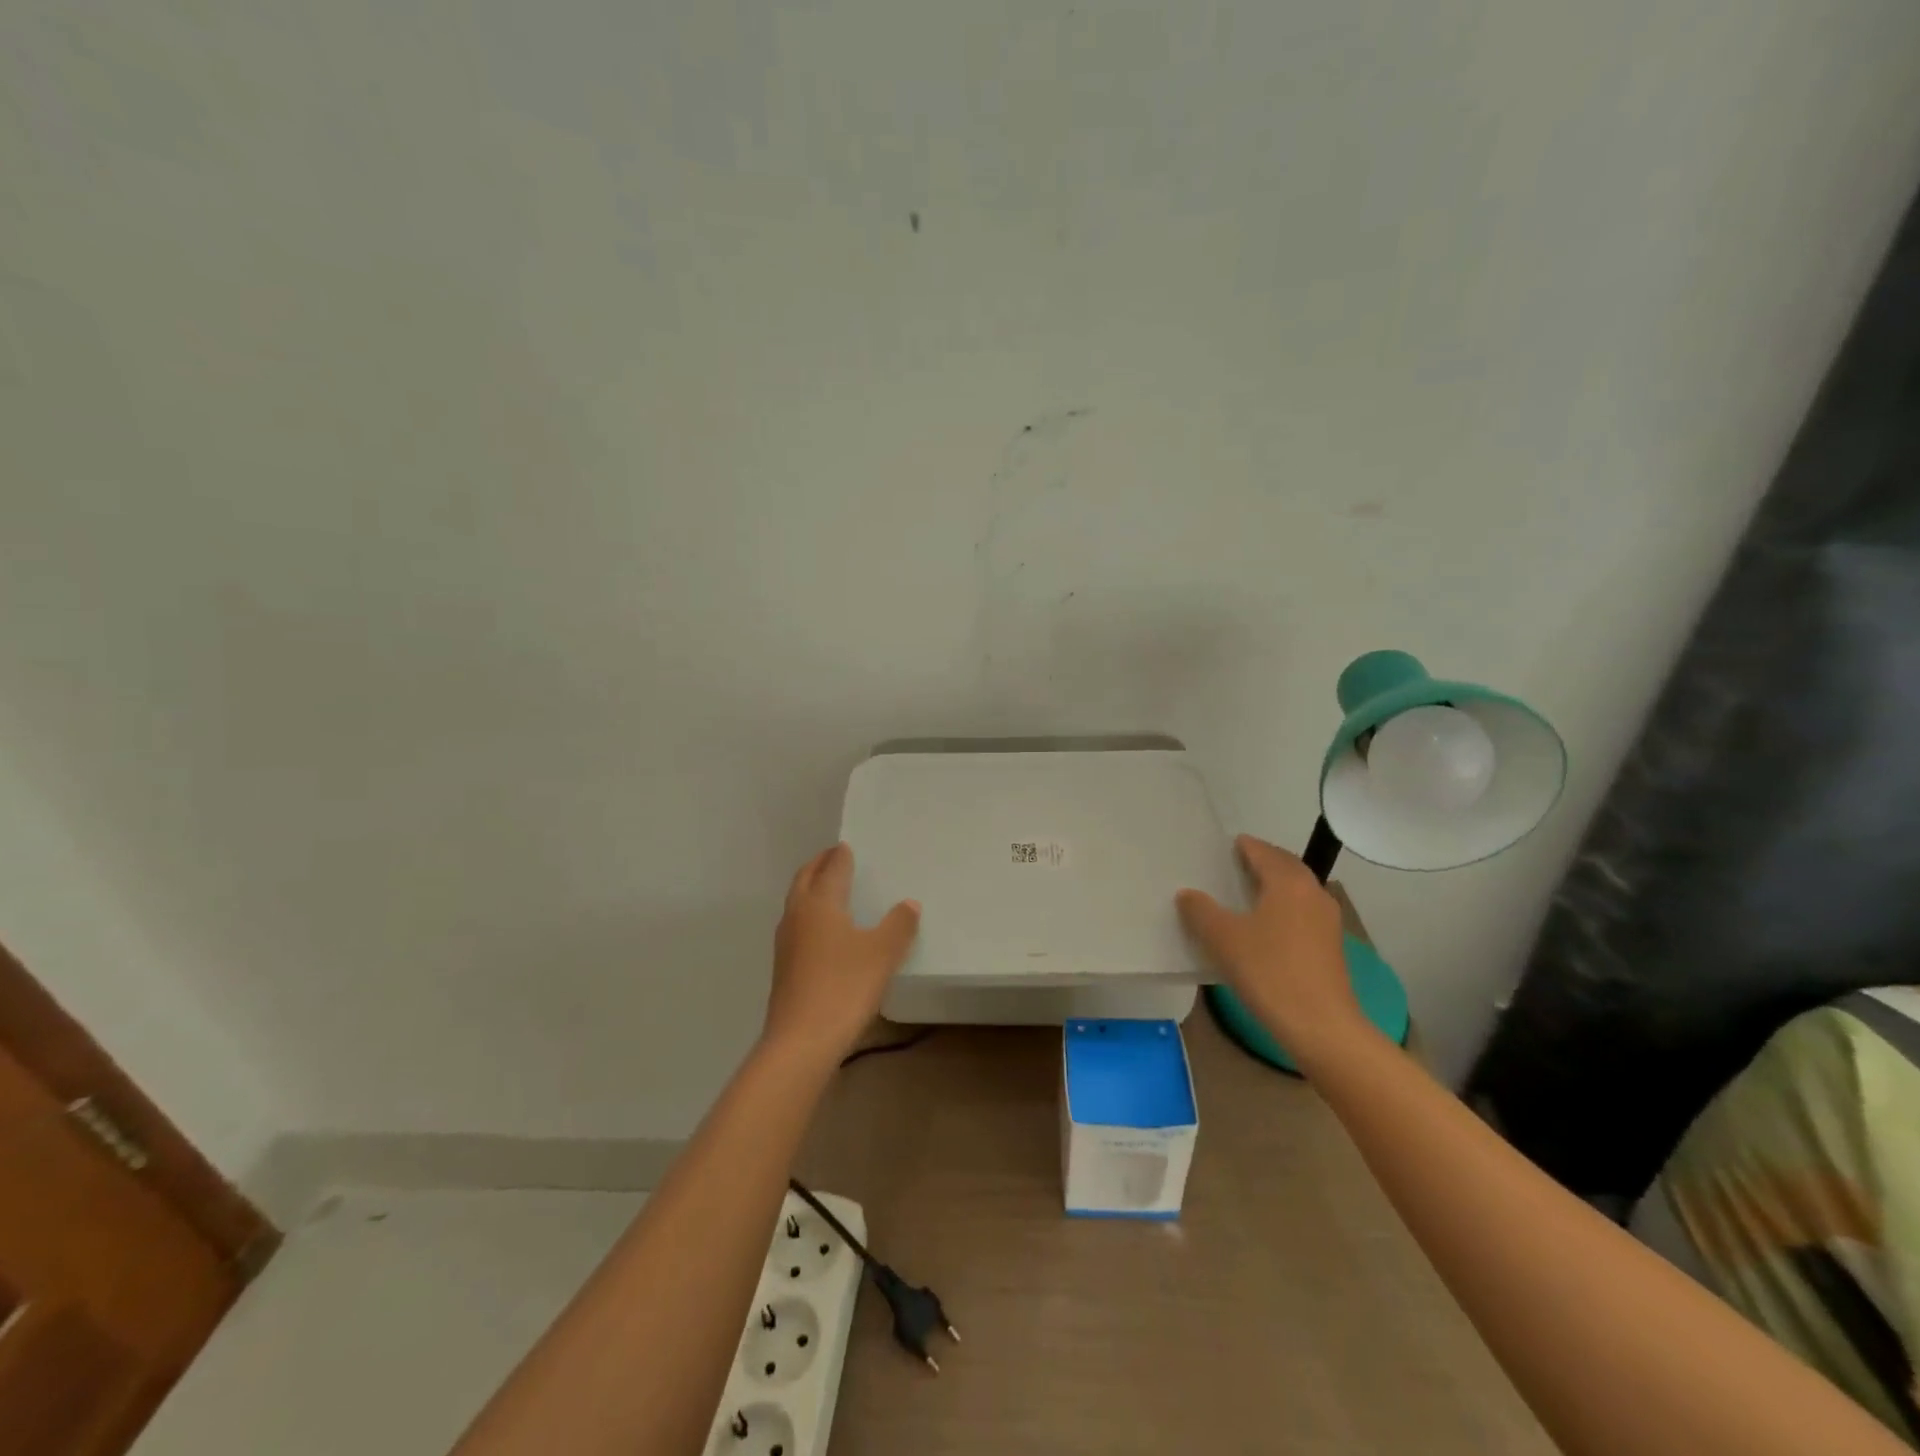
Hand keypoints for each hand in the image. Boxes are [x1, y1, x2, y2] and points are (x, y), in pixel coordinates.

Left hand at [764, 843, 920, 1066]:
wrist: (801, 1041)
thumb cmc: (844, 987)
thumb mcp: (882, 954)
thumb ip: (898, 925)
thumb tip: (909, 903)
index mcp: (820, 903)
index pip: (831, 868)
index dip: (840, 856)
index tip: (847, 846)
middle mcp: (798, 916)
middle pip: (805, 880)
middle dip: (819, 865)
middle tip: (834, 857)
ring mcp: (786, 943)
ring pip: (797, 903)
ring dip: (811, 889)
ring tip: (829, 888)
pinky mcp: (784, 968)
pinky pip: (797, 926)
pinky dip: (810, 915)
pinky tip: (824, 932)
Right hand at [1176, 835, 1363, 1067]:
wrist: (1321, 1027)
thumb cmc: (1269, 972)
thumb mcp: (1223, 939)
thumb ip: (1201, 911)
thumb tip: (1188, 894)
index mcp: (1288, 882)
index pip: (1263, 852)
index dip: (1244, 846)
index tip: (1226, 845)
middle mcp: (1313, 893)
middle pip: (1285, 867)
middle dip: (1263, 862)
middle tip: (1235, 864)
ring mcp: (1327, 922)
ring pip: (1297, 891)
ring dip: (1275, 886)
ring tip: (1246, 893)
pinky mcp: (1331, 948)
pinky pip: (1302, 913)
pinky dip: (1283, 908)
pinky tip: (1265, 926)